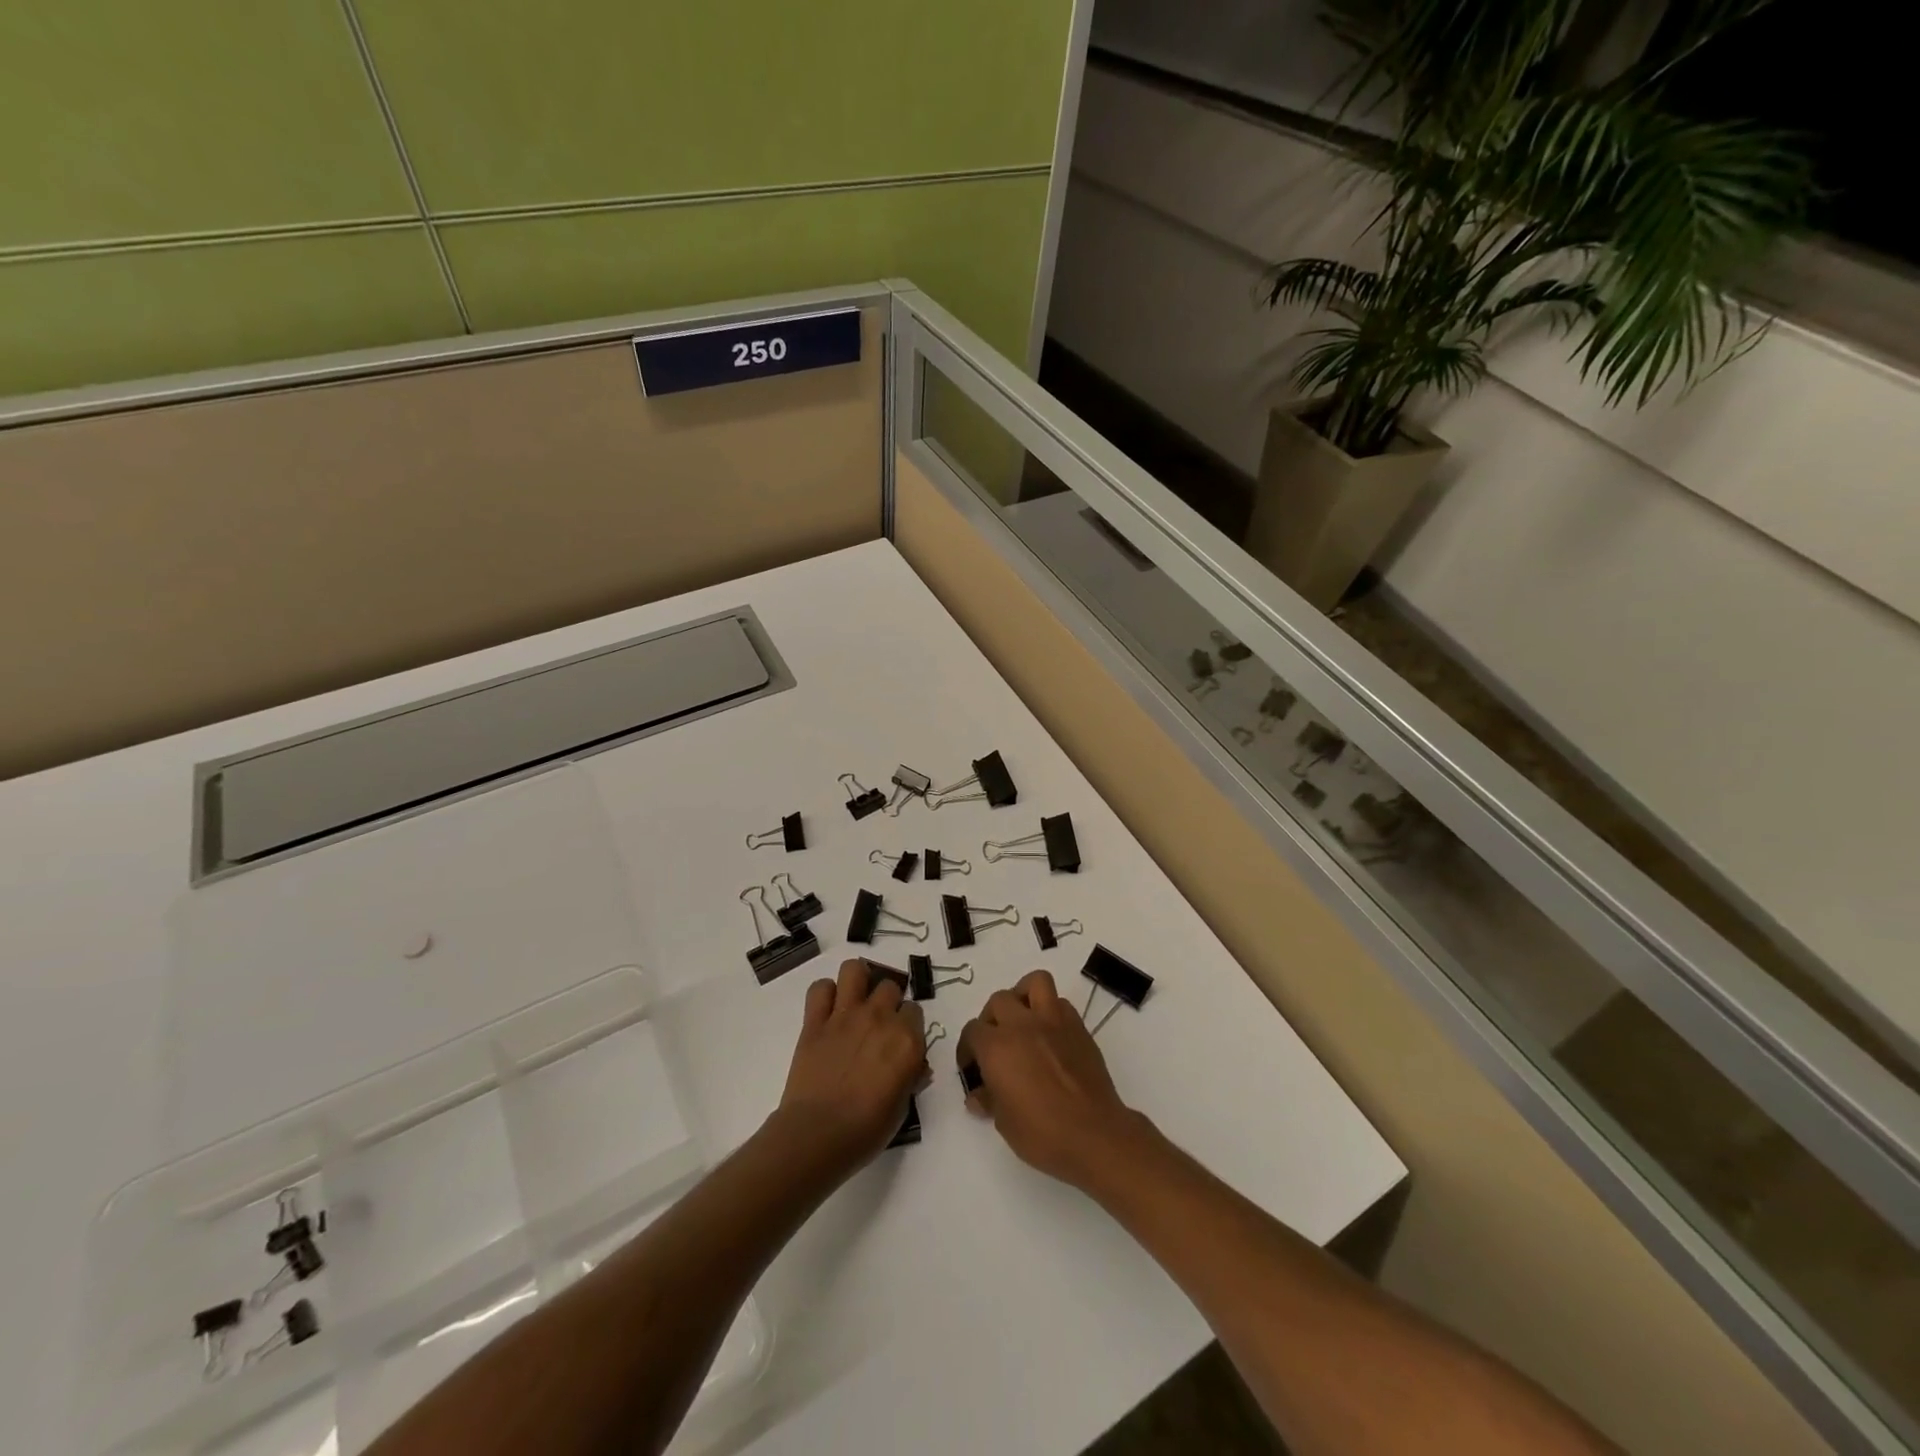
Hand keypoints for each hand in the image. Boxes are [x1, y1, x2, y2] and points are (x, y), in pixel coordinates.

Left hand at [777, 959, 928, 1169]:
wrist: (818, 1135)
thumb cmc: (866, 1130)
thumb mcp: (902, 1108)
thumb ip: (911, 1078)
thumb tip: (916, 1067)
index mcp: (907, 1040)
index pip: (915, 1010)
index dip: (908, 1023)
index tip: (901, 1038)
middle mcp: (879, 1018)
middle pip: (889, 986)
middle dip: (887, 1000)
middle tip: (878, 1023)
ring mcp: (845, 1015)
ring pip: (854, 970)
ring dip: (857, 980)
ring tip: (855, 999)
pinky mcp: (815, 1021)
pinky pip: (820, 988)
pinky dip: (824, 994)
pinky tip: (827, 1010)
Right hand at [957, 969, 1147, 1189]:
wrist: (1095, 1135)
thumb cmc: (1043, 1134)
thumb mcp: (1004, 1123)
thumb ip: (989, 1100)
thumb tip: (978, 1095)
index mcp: (997, 1047)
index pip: (972, 1031)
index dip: (968, 1049)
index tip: (973, 1068)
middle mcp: (1022, 1025)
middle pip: (998, 1001)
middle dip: (992, 1019)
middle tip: (996, 1044)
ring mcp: (1053, 1021)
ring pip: (1034, 982)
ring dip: (1023, 996)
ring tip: (1023, 1020)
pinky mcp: (1078, 1027)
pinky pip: (1060, 1003)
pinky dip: (1051, 1011)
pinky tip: (1050, 1036)